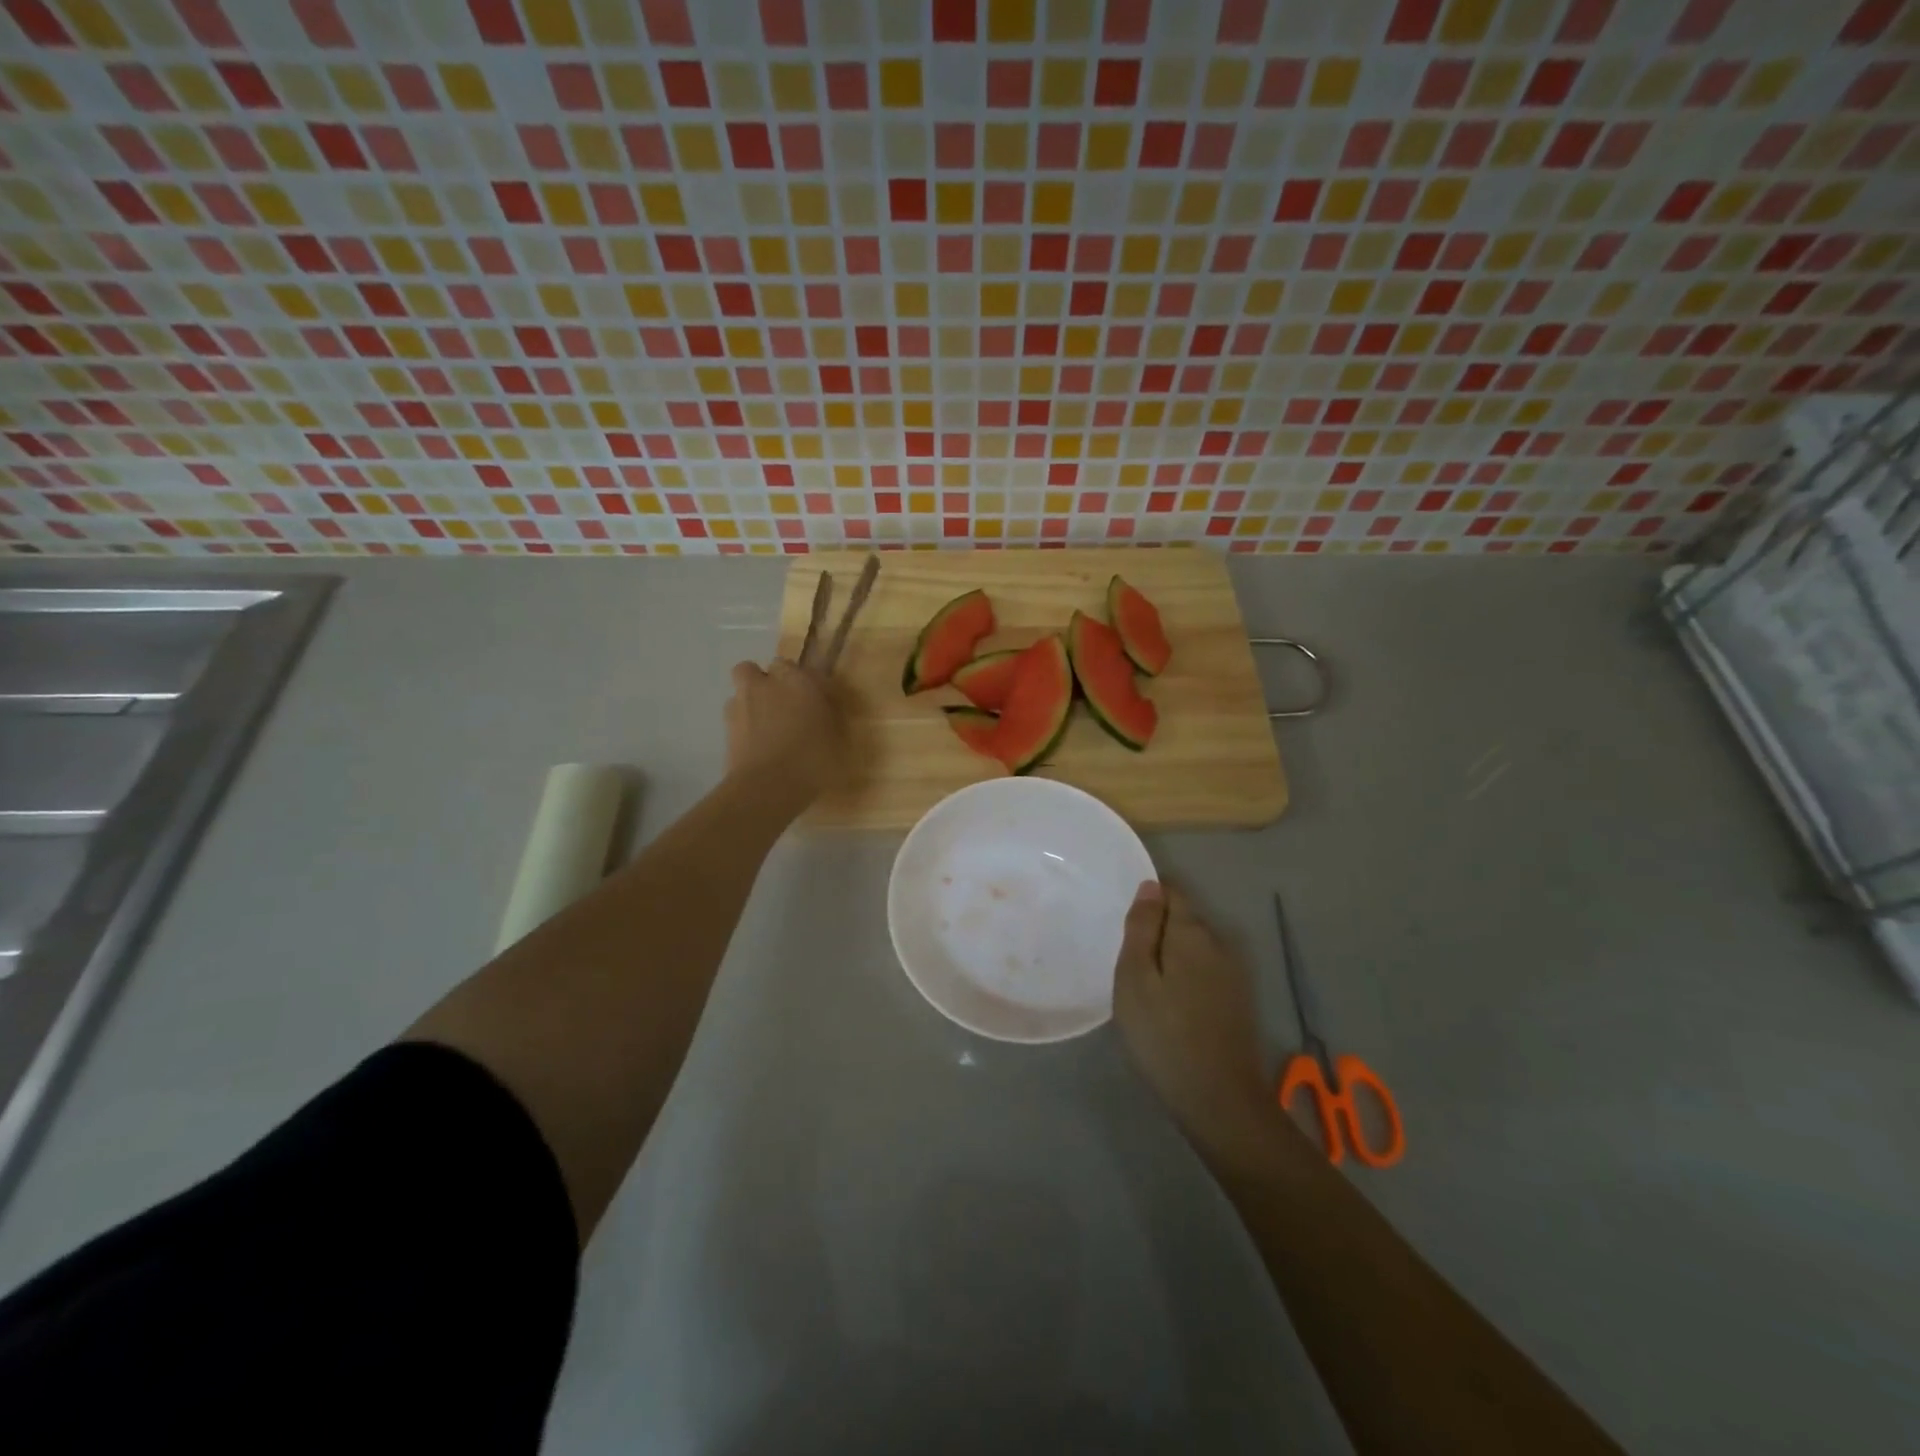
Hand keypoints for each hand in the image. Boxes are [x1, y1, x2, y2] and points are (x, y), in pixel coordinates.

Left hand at [724, 658, 849, 804]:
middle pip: (752, 670)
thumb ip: (828, 719)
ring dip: (749, 702)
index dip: (799, 680)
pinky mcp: (725, 730)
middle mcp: (765, 686)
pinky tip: (755, 745)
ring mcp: (740, 706)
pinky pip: (733, 718)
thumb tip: (822, 714)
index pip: (793, 666)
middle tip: (779, 704)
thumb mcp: (836, 740)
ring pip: (740, 692)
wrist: (768, 787)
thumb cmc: (813, 760)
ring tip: (764, 726)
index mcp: (798, 682)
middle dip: (763, 682)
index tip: (809, 698)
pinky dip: (742, 726)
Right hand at [1113, 882, 1282, 1163]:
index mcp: (1193, 933)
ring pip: (1195, 948)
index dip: (1147, 897)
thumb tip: (1150, 886)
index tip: (1123, 919)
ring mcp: (1234, 974)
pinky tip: (1169, 1003)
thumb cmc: (1164, 1035)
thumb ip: (1142, 928)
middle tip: (1125, 956)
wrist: (1219, 1101)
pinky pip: (1204, 972)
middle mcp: (1220, 944)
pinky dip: (1185, 977)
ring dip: (1171, 955)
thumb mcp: (1135, 978)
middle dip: (1157, 928)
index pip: (1172, 892)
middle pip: (1184, 920)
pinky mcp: (1238, 1001)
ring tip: (1143, 981)